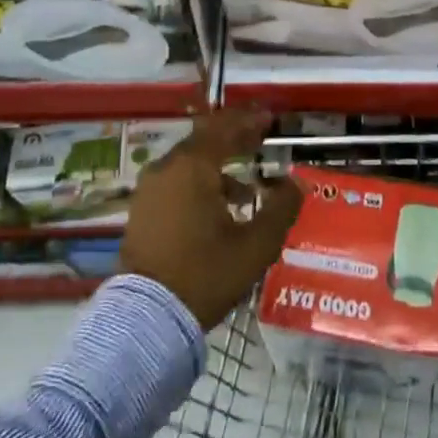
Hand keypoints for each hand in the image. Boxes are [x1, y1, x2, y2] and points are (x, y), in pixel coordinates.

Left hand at [120, 109, 303, 329]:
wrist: (146, 318)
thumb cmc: (205, 274)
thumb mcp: (256, 245)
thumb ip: (281, 208)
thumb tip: (296, 183)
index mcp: (194, 166)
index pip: (225, 127)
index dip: (249, 120)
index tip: (270, 118)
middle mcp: (167, 168)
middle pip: (204, 140)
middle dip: (234, 139)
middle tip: (260, 141)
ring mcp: (149, 190)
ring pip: (189, 163)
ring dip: (218, 164)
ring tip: (247, 186)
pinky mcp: (141, 211)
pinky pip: (175, 182)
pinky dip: (199, 182)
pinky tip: (219, 208)